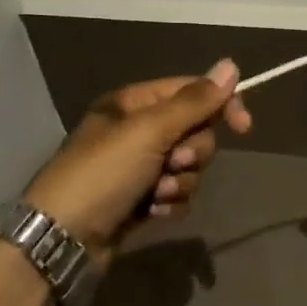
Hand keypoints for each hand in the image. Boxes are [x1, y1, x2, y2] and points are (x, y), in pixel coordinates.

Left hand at [22, 59, 251, 258]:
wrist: (63, 240)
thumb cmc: (103, 173)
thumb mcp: (149, 131)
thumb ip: (193, 102)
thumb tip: (231, 65)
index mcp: (134, 103)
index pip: (191, 91)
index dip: (220, 105)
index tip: (244, 127)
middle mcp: (137, 131)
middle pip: (193, 131)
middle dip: (191, 152)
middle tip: (172, 164)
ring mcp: (138, 167)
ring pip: (188, 167)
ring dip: (180, 182)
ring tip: (156, 193)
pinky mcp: (141, 199)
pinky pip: (177, 193)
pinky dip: (170, 202)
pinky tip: (152, 212)